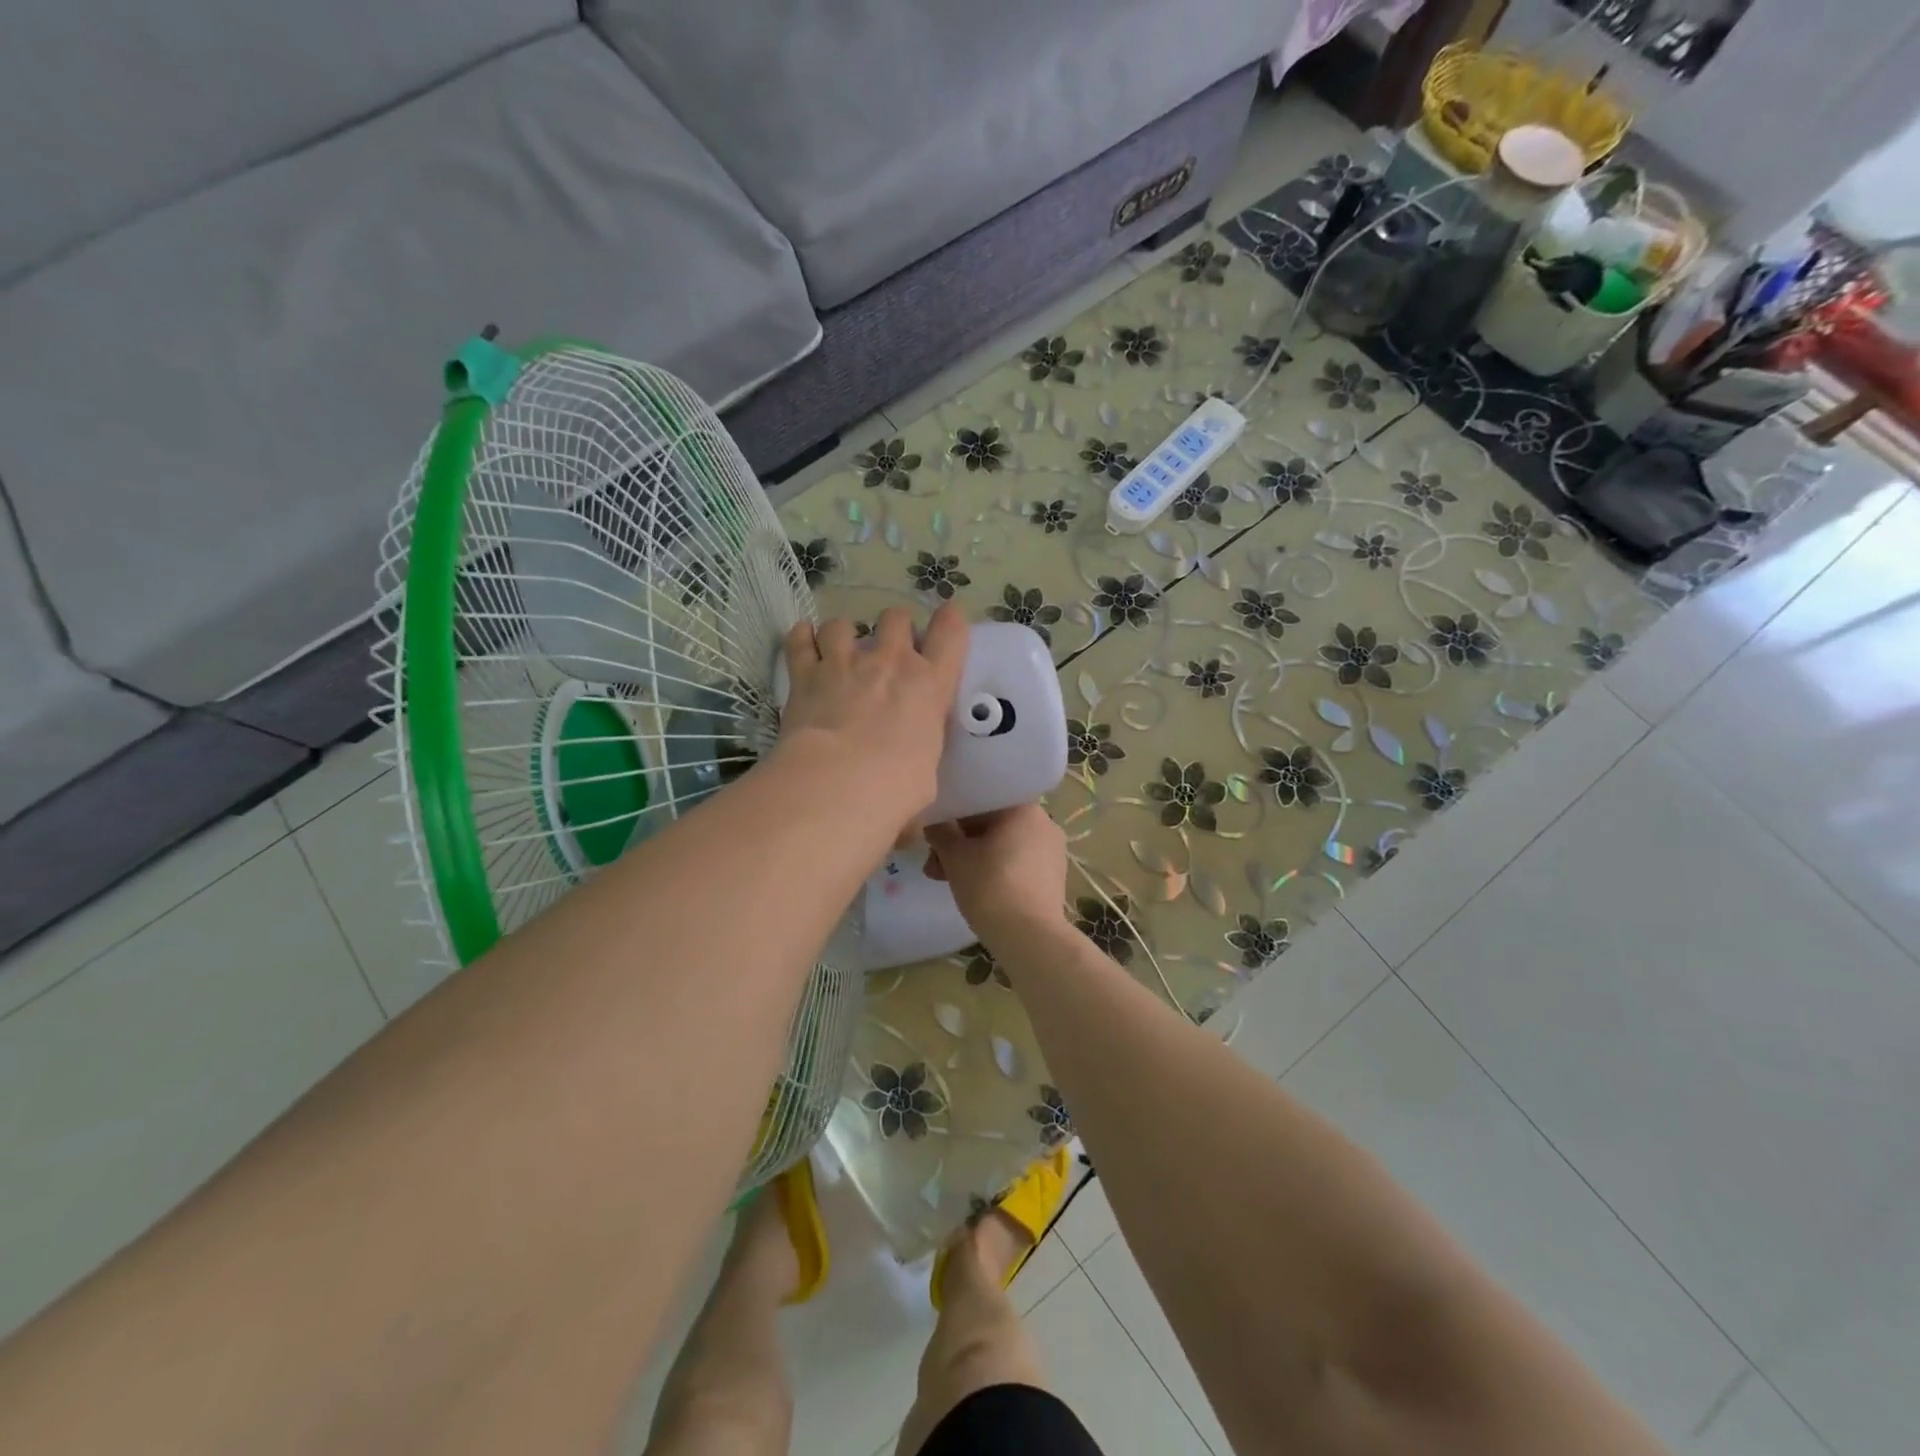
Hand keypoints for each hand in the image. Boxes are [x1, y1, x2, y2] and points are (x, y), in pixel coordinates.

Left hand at [773, 603, 967, 831]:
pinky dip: (801, 637)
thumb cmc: (896, 787)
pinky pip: (800, 640)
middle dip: (894, 627)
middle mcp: (889, 662)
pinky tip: (803, 641)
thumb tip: (909, 781)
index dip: (950, 620)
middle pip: (895, 617)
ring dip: (843, 633)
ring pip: (843, 623)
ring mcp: (844, 662)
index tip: (947, 618)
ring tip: (840, 650)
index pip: (950, 634)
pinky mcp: (805, 673)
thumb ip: (918, 760)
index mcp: (929, 685)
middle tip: (888, 649)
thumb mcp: (926, 776)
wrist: (838, 784)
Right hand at [924, 804, 1068, 947]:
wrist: (1029, 937)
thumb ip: (941, 832)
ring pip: (1002, 845)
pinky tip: (973, 890)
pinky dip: (994, 870)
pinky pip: (1016, 863)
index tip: (933, 837)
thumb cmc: (990, 886)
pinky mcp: (1053, 876)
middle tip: (933, 866)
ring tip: (944, 881)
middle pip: (990, 825)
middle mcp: (1043, 821)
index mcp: (1023, 807)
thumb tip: (934, 822)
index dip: (952, 816)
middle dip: (959, 844)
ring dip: (972, 859)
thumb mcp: (955, 856)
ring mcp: (1051, 850)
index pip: (980, 800)